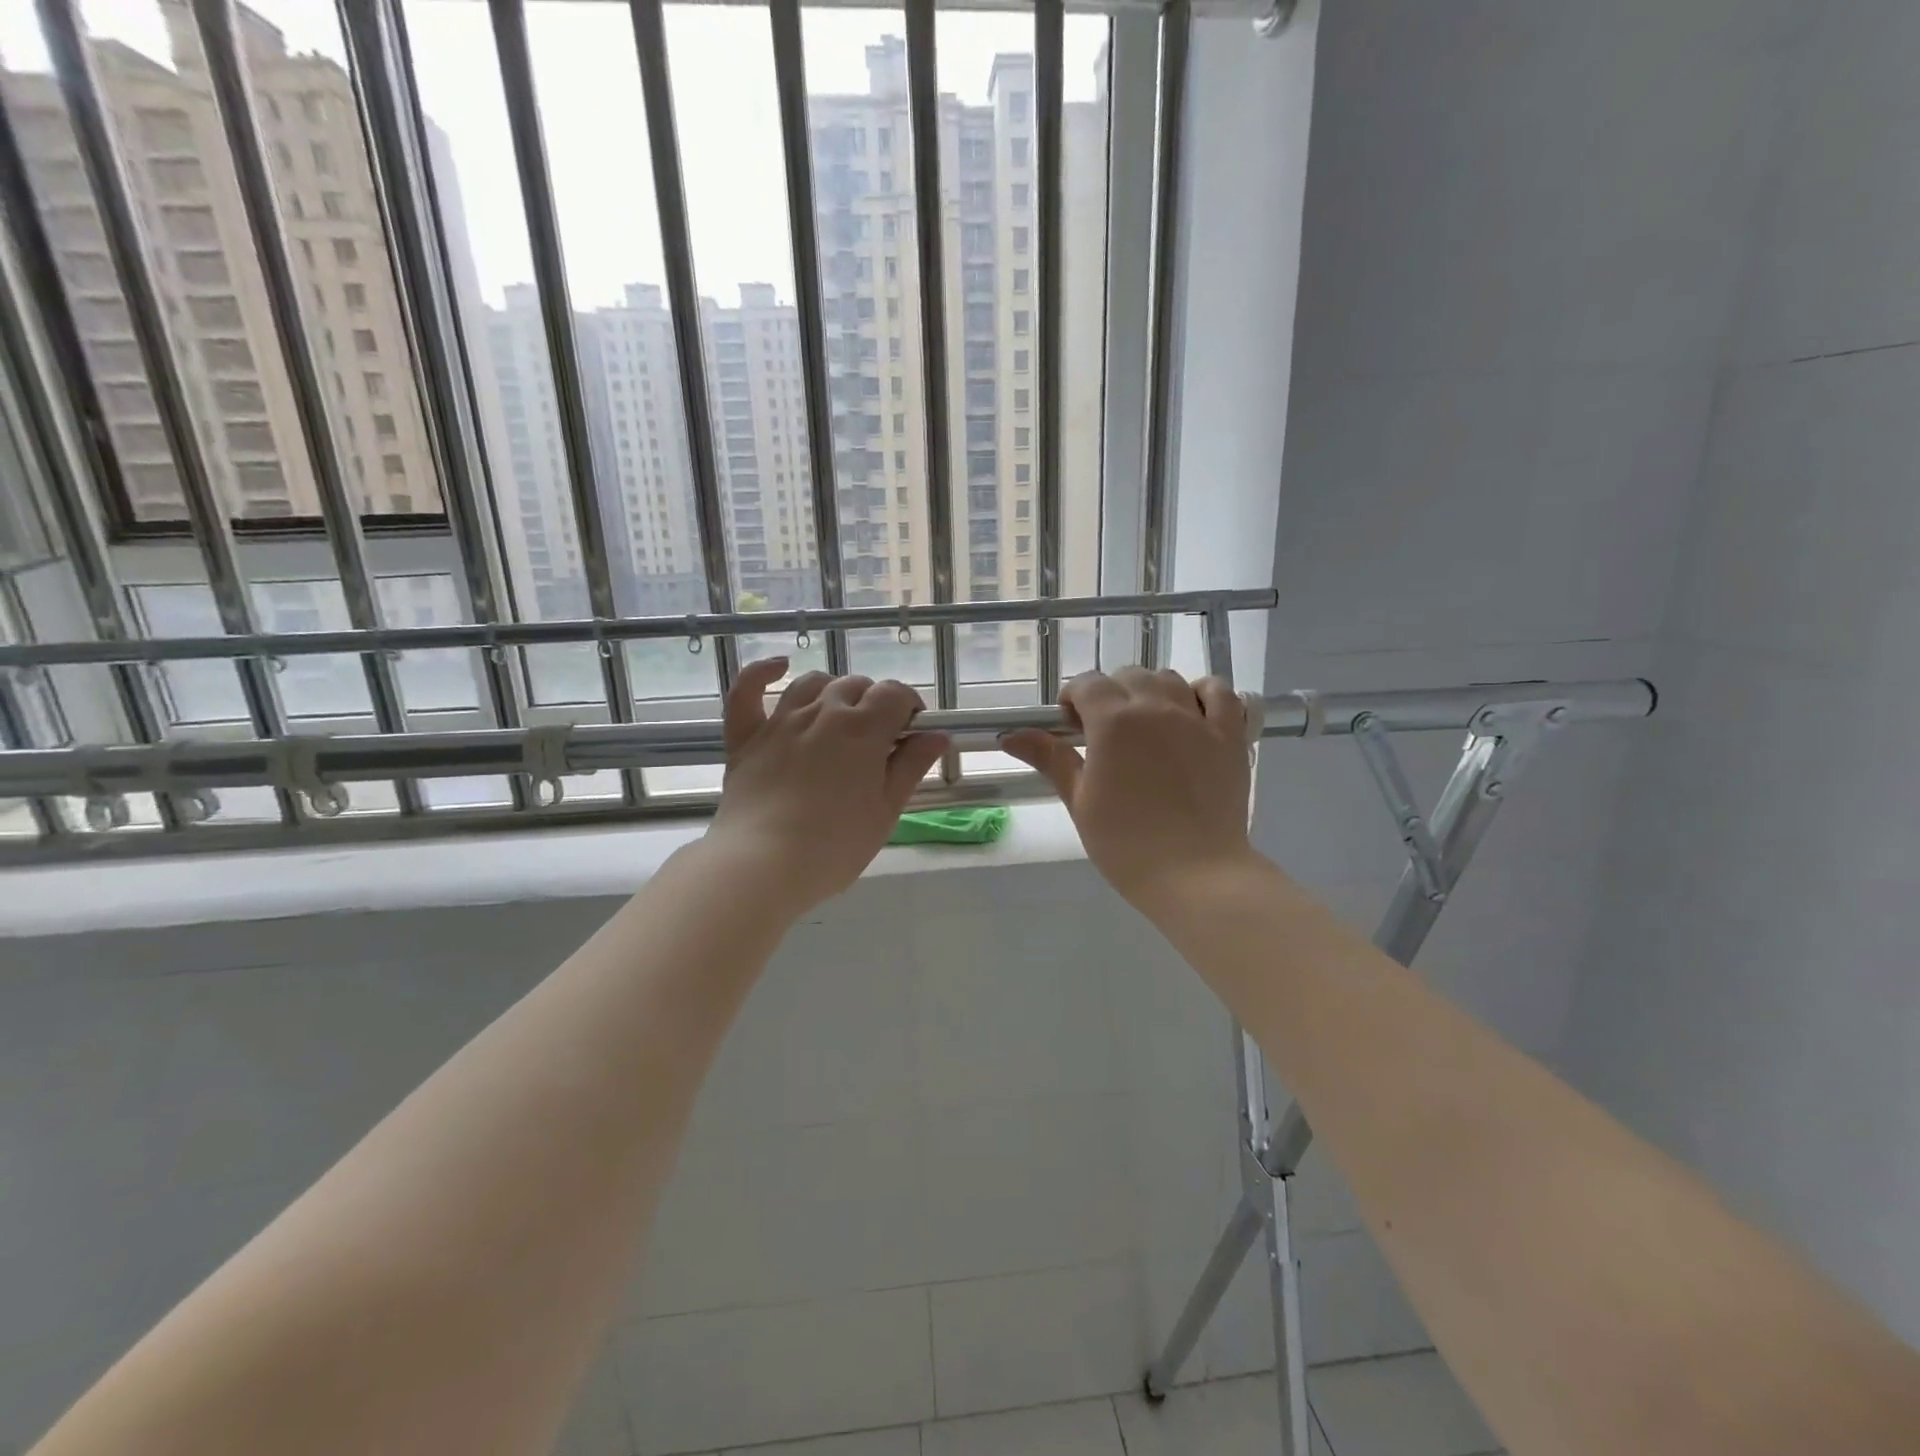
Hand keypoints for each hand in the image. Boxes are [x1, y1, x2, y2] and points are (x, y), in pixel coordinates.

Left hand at [705, 657, 949, 914]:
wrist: (762, 864)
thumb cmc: (835, 845)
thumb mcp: (886, 810)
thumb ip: (912, 766)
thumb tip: (938, 735)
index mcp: (863, 729)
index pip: (895, 694)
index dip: (909, 706)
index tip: (912, 732)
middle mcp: (823, 712)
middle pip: (857, 686)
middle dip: (875, 703)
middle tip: (879, 740)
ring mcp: (781, 721)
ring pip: (813, 684)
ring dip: (834, 691)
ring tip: (841, 716)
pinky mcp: (746, 736)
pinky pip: (748, 691)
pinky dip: (762, 672)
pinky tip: (779, 666)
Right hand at [1001, 667, 1256, 913]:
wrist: (1195, 874)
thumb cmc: (1126, 844)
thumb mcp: (1080, 801)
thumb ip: (1051, 759)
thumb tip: (1010, 736)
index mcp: (1113, 721)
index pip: (1088, 684)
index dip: (1074, 700)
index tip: (1072, 727)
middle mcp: (1156, 707)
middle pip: (1128, 676)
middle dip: (1110, 695)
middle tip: (1106, 734)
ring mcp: (1198, 718)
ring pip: (1169, 679)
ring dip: (1151, 692)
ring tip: (1146, 725)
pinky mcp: (1230, 735)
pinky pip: (1220, 692)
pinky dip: (1202, 693)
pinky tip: (1191, 714)